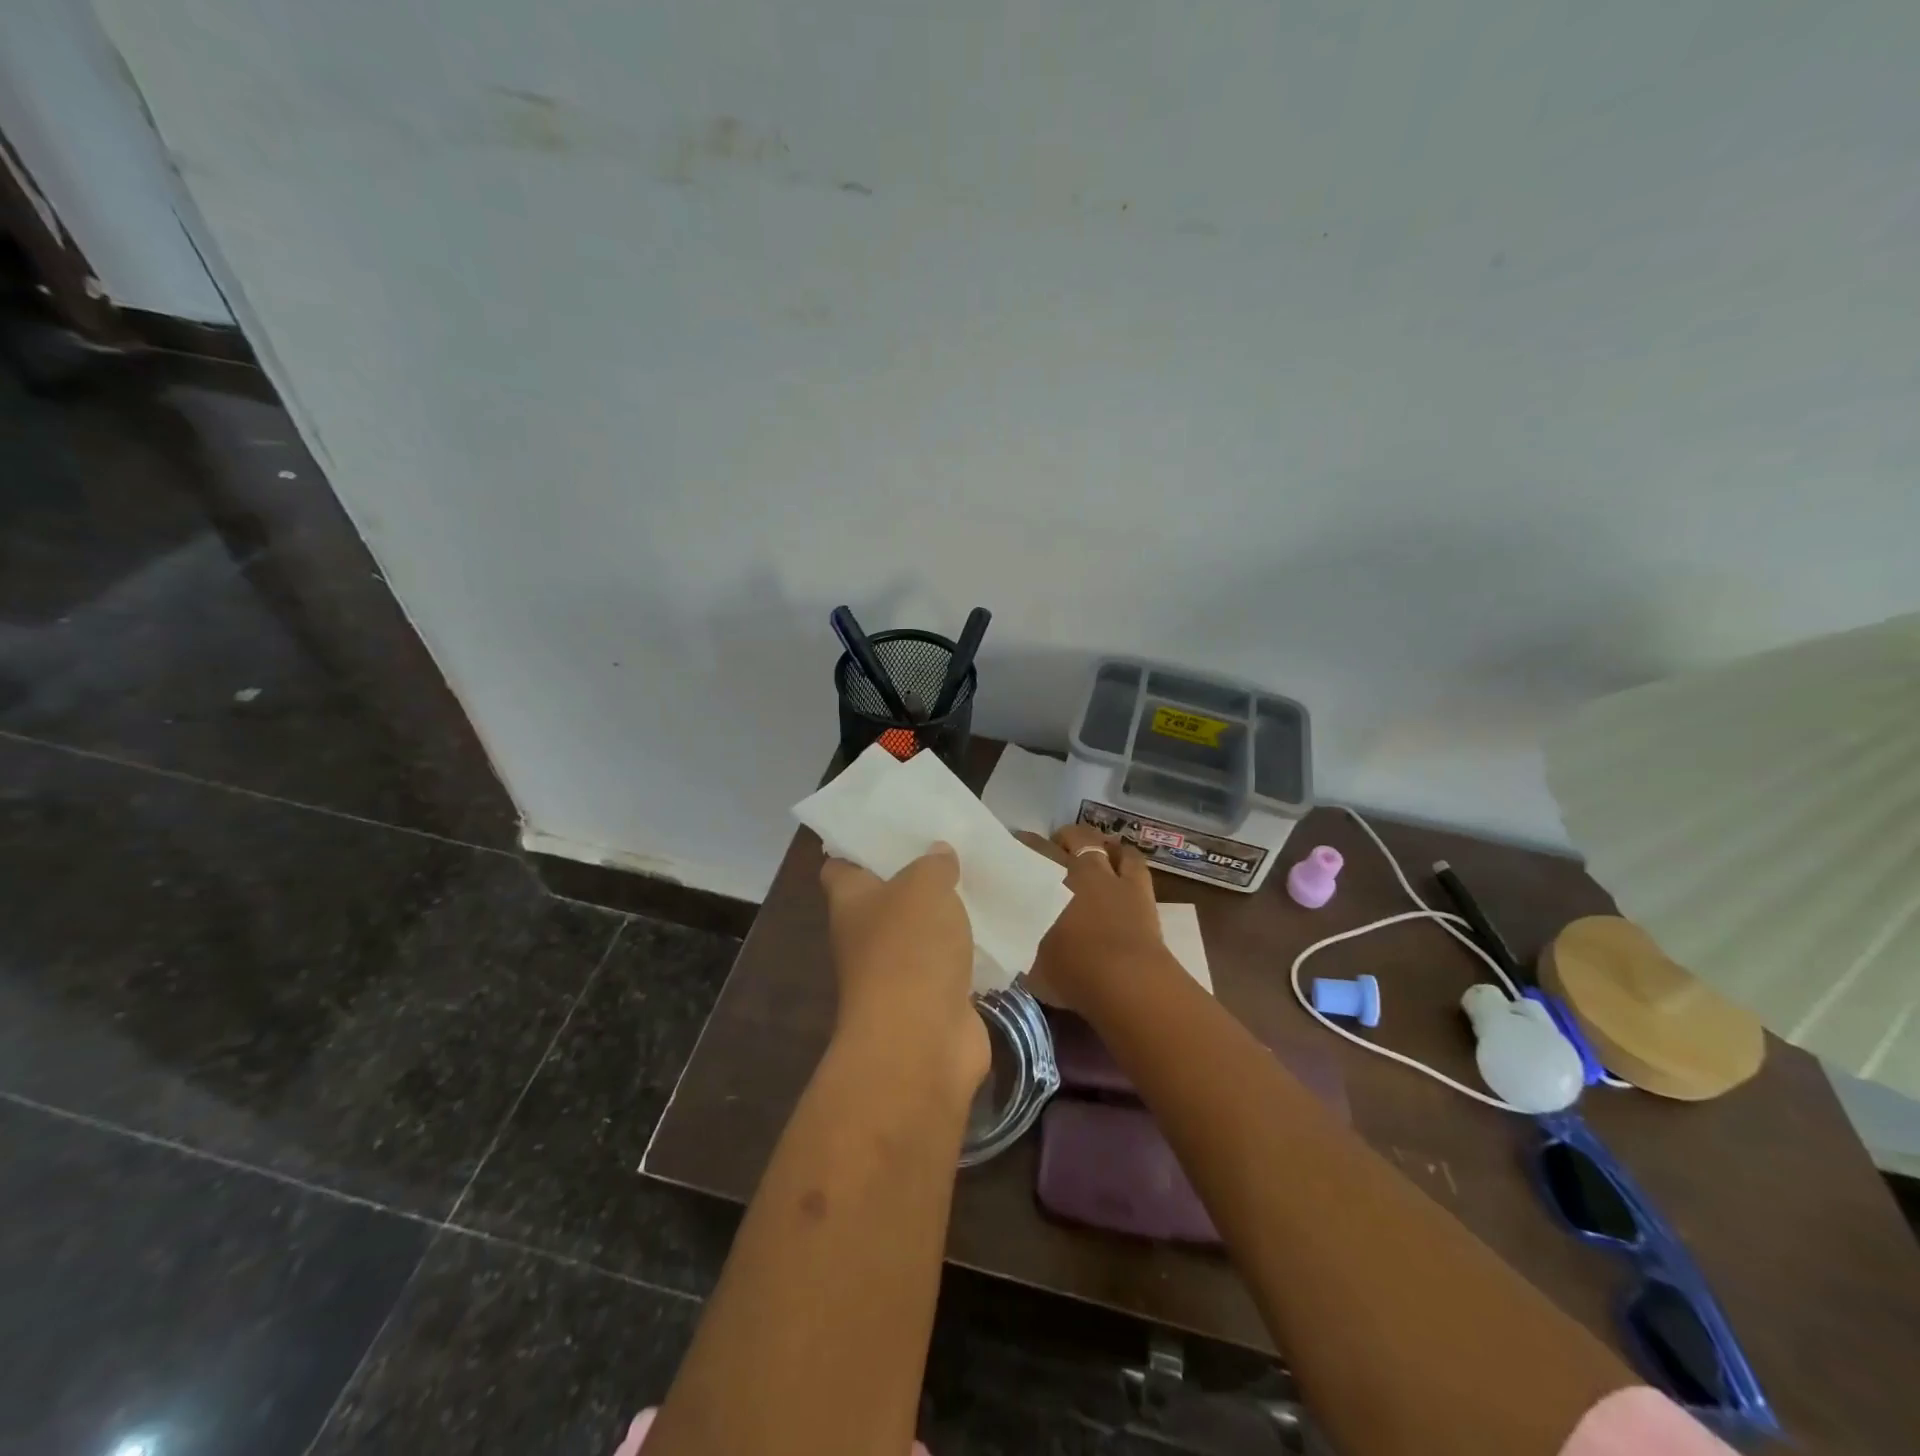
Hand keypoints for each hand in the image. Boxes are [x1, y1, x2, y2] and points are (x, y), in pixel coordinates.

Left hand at [820, 844, 989, 1092]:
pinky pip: (951, 961)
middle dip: (916, 873)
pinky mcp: (932, 998)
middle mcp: (867, 935)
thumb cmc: (909, 949)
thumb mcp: (924, 886)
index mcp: (851, 900)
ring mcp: (898, 970)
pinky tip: (996, 923)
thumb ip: (933, 864)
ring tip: (980, 876)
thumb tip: (938, 854)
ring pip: (923, 929)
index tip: (892, 824)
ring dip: (947, 911)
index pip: (841, 864)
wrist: (921, 1042)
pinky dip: (969, 947)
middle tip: (951, 843)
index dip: (860, 844)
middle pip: (888, 895)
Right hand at [1017, 826, 1163, 1013]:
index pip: (1027, 856)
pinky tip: (1119, 855)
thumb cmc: (1072, 976)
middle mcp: (1075, 871)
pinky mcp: (1139, 887)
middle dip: (1052, 841)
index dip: (1019, 850)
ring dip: (1088, 841)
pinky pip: (1132, 859)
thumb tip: (1015, 944)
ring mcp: (1109, 876)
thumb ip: (1023, 947)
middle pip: (1061, 842)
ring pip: (1096, 842)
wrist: (1125, 982)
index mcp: (1045, 888)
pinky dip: (1123, 854)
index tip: (1011, 851)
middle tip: (1046, 850)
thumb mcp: (1031, 967)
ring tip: (1081, 848)